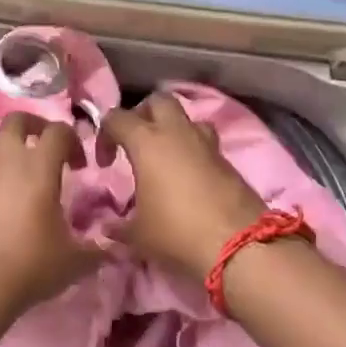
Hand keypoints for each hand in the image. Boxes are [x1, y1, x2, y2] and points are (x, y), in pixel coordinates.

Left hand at [0, 113, 100, 316]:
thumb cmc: (30, 265)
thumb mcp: (74, 261)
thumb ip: (97, 250)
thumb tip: (117, 249)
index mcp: (39, 168)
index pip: (57, 131)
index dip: (73, 140)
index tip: (81, 165)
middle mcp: (8, 161)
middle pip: (16, 120)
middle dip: (34, 125)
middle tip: (47, 146)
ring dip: (4, 140)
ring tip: (17, 160)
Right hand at [102, 93, 268, 280]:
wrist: (239, 246)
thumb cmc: (177, 232)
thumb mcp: (138, 235)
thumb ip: (119, 226)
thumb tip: (109, 228)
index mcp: (147, 142)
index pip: (117, 117)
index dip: (105, 134)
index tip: (105, 162)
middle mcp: (177, 133)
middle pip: (158, 100)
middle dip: (144, 114)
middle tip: (137, 142)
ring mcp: (207, 144)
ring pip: (187, 119)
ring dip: (174, 130)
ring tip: (166, 157)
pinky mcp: (228, 161)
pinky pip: (205, 144)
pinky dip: (193, 152)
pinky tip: (188, 179)